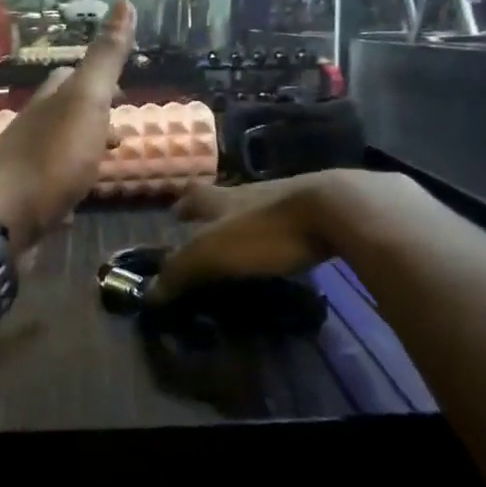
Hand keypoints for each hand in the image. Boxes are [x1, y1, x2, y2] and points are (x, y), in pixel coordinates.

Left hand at [0, 0, 136, 251]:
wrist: (2, 220)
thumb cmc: (52, 158)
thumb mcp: (87, 101)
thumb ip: (106, 58)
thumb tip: (125, 3)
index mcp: (49, 102)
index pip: (71, 77)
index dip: (98, 78)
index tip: (124, 91)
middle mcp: (33, 128)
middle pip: (64, 112)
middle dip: (93, 115)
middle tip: (122, 131)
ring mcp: (26, 166)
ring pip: (59, 147)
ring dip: (84, 149)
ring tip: (108, 162)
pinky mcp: (24, 201)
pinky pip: (52, 183)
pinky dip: (70, 182)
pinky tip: (80, 198)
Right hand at [151, 169, 413, 302]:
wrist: (336, 209)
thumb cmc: (266, 230)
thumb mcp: (215, 252)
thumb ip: (182, 270)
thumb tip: (149, 294)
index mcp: (222, 199)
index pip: (194, 197)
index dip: (183, 206)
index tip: (175, 213)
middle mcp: (251, 192)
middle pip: (225, 198)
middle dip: (213, 213)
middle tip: (207, 230)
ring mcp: (287, 197)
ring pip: (257, 206)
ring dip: (246, 220)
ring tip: (244, 241)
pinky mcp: (317, 209)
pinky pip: (289, 219)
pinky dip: (279, 231)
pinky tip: (285, 245)